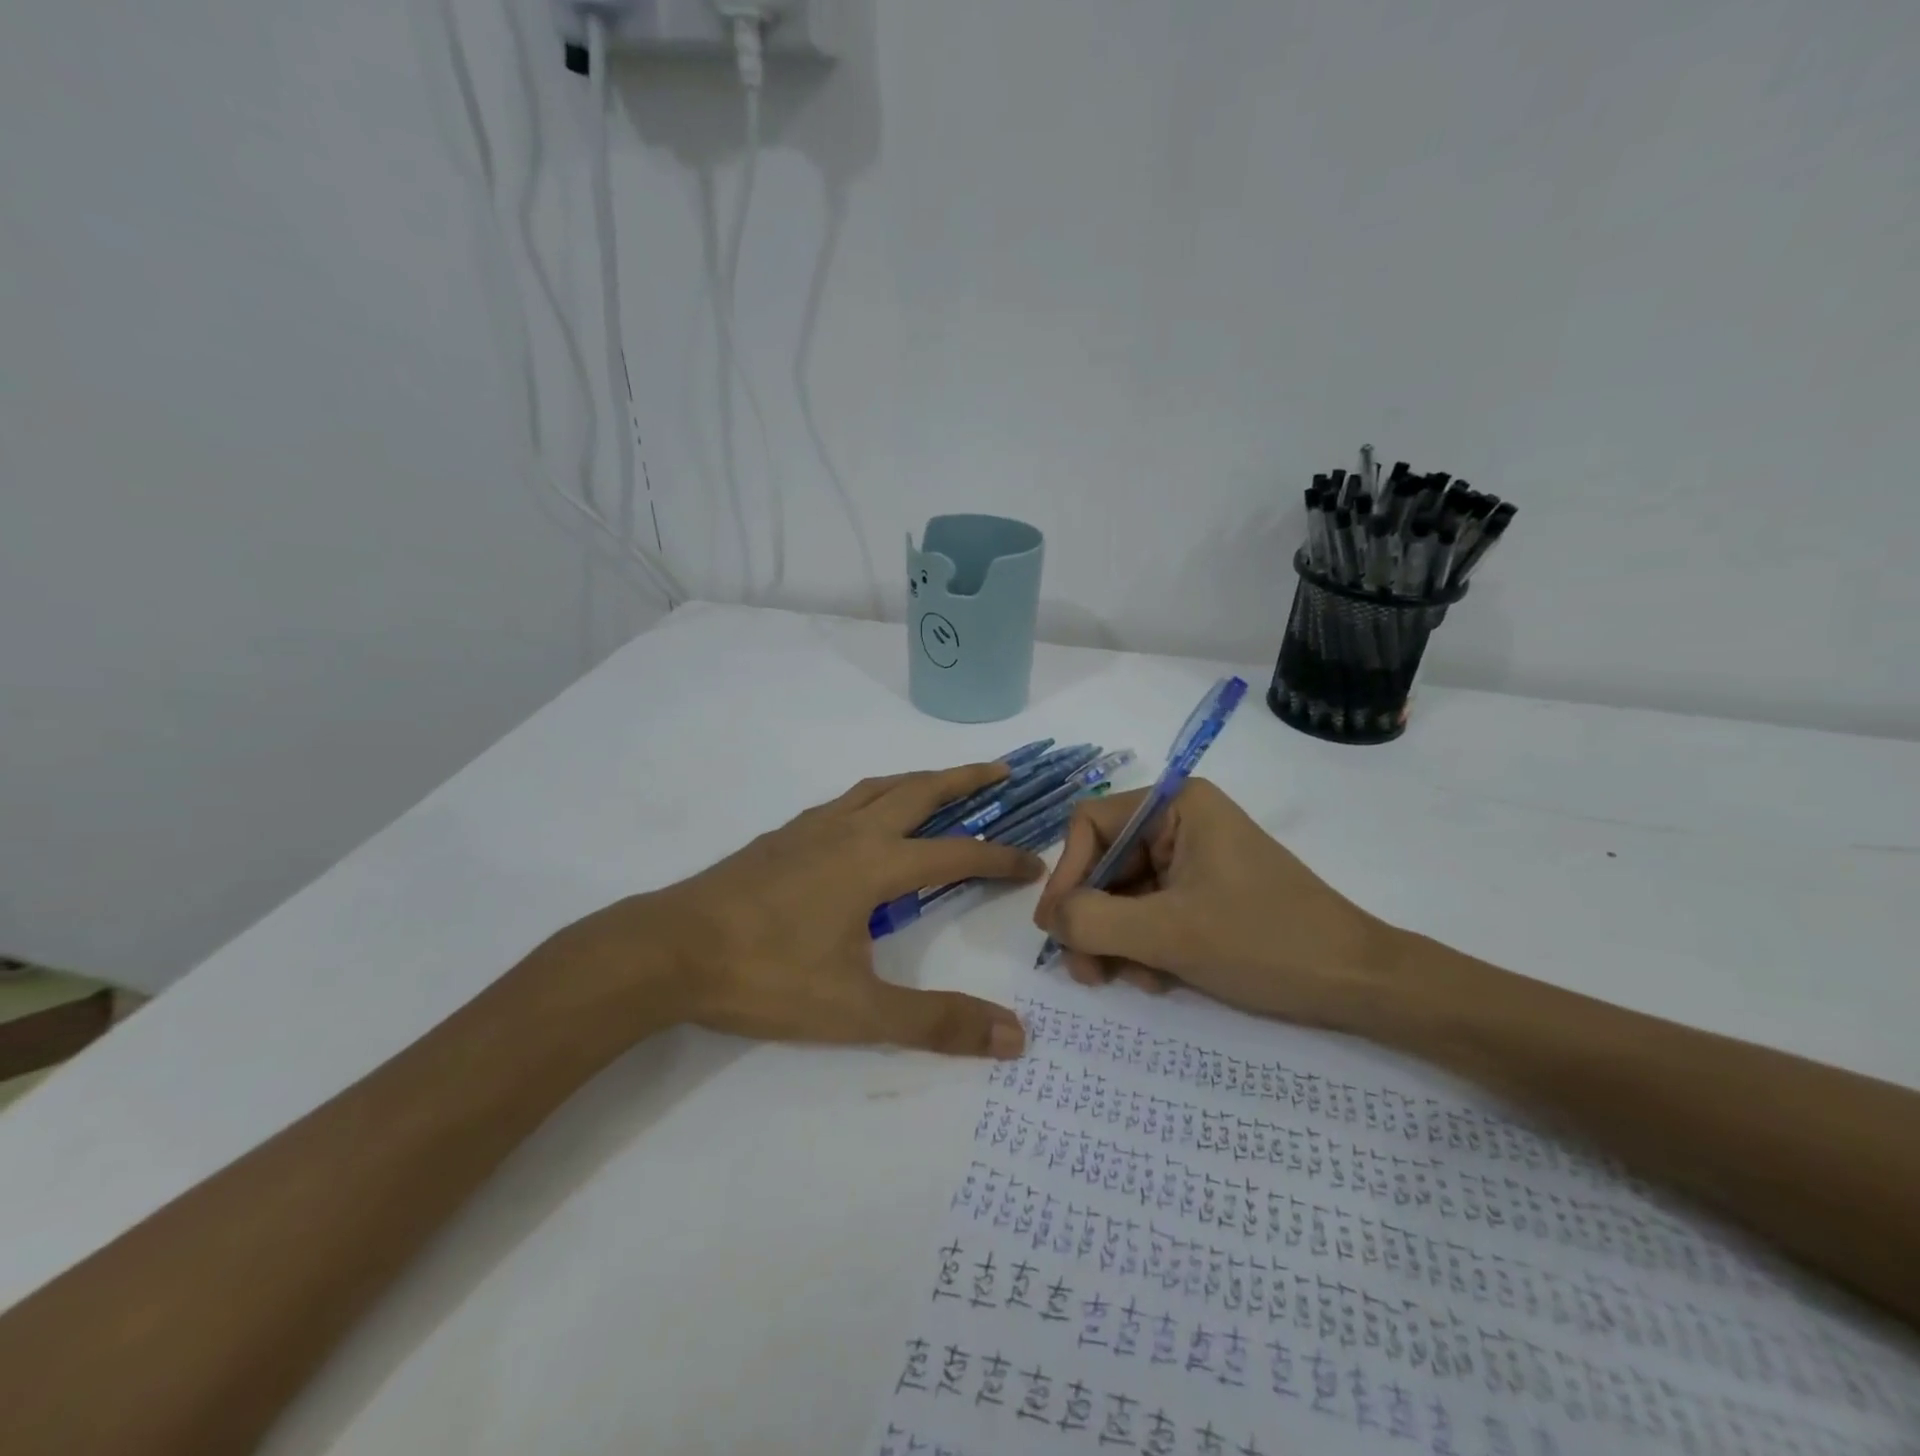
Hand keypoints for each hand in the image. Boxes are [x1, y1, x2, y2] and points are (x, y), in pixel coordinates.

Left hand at [572, 763, 1043, 1058]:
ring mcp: (810, 829)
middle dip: (967, 778)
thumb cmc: (766, 977)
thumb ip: (936, 1022)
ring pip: (878, 787)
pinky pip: (844, 801)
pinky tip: (864, 818)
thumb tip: (1015, 1037)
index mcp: (875, 864)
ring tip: (942, 782)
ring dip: (919, 779)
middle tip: (1002, 770)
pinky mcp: (781, 837)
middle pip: (921, 790)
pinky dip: (874, 795)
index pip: (957, 853)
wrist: (668, 951)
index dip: (1001, 858)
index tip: (1034, 864)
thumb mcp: (857, 1012)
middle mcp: (850, 832)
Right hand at [1032, 779, 1391, 1031]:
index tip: (1056, 929)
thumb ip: (1092, 921)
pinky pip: (1152, 911)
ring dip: (1117, 940)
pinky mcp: (1206, 892)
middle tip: (1085, 972)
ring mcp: (1195, 858)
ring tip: (1128, 982)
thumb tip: (1048, 918)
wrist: (1359, 984)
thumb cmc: (1264, 942)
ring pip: (1125, 894)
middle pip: (1106, 863)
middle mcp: (1181, 822)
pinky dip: (1144, 946)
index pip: (1090, 824)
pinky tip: (1157, 979)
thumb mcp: (1168, 933)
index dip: (1067, 874)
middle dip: (1093, 919)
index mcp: (1177, 805)